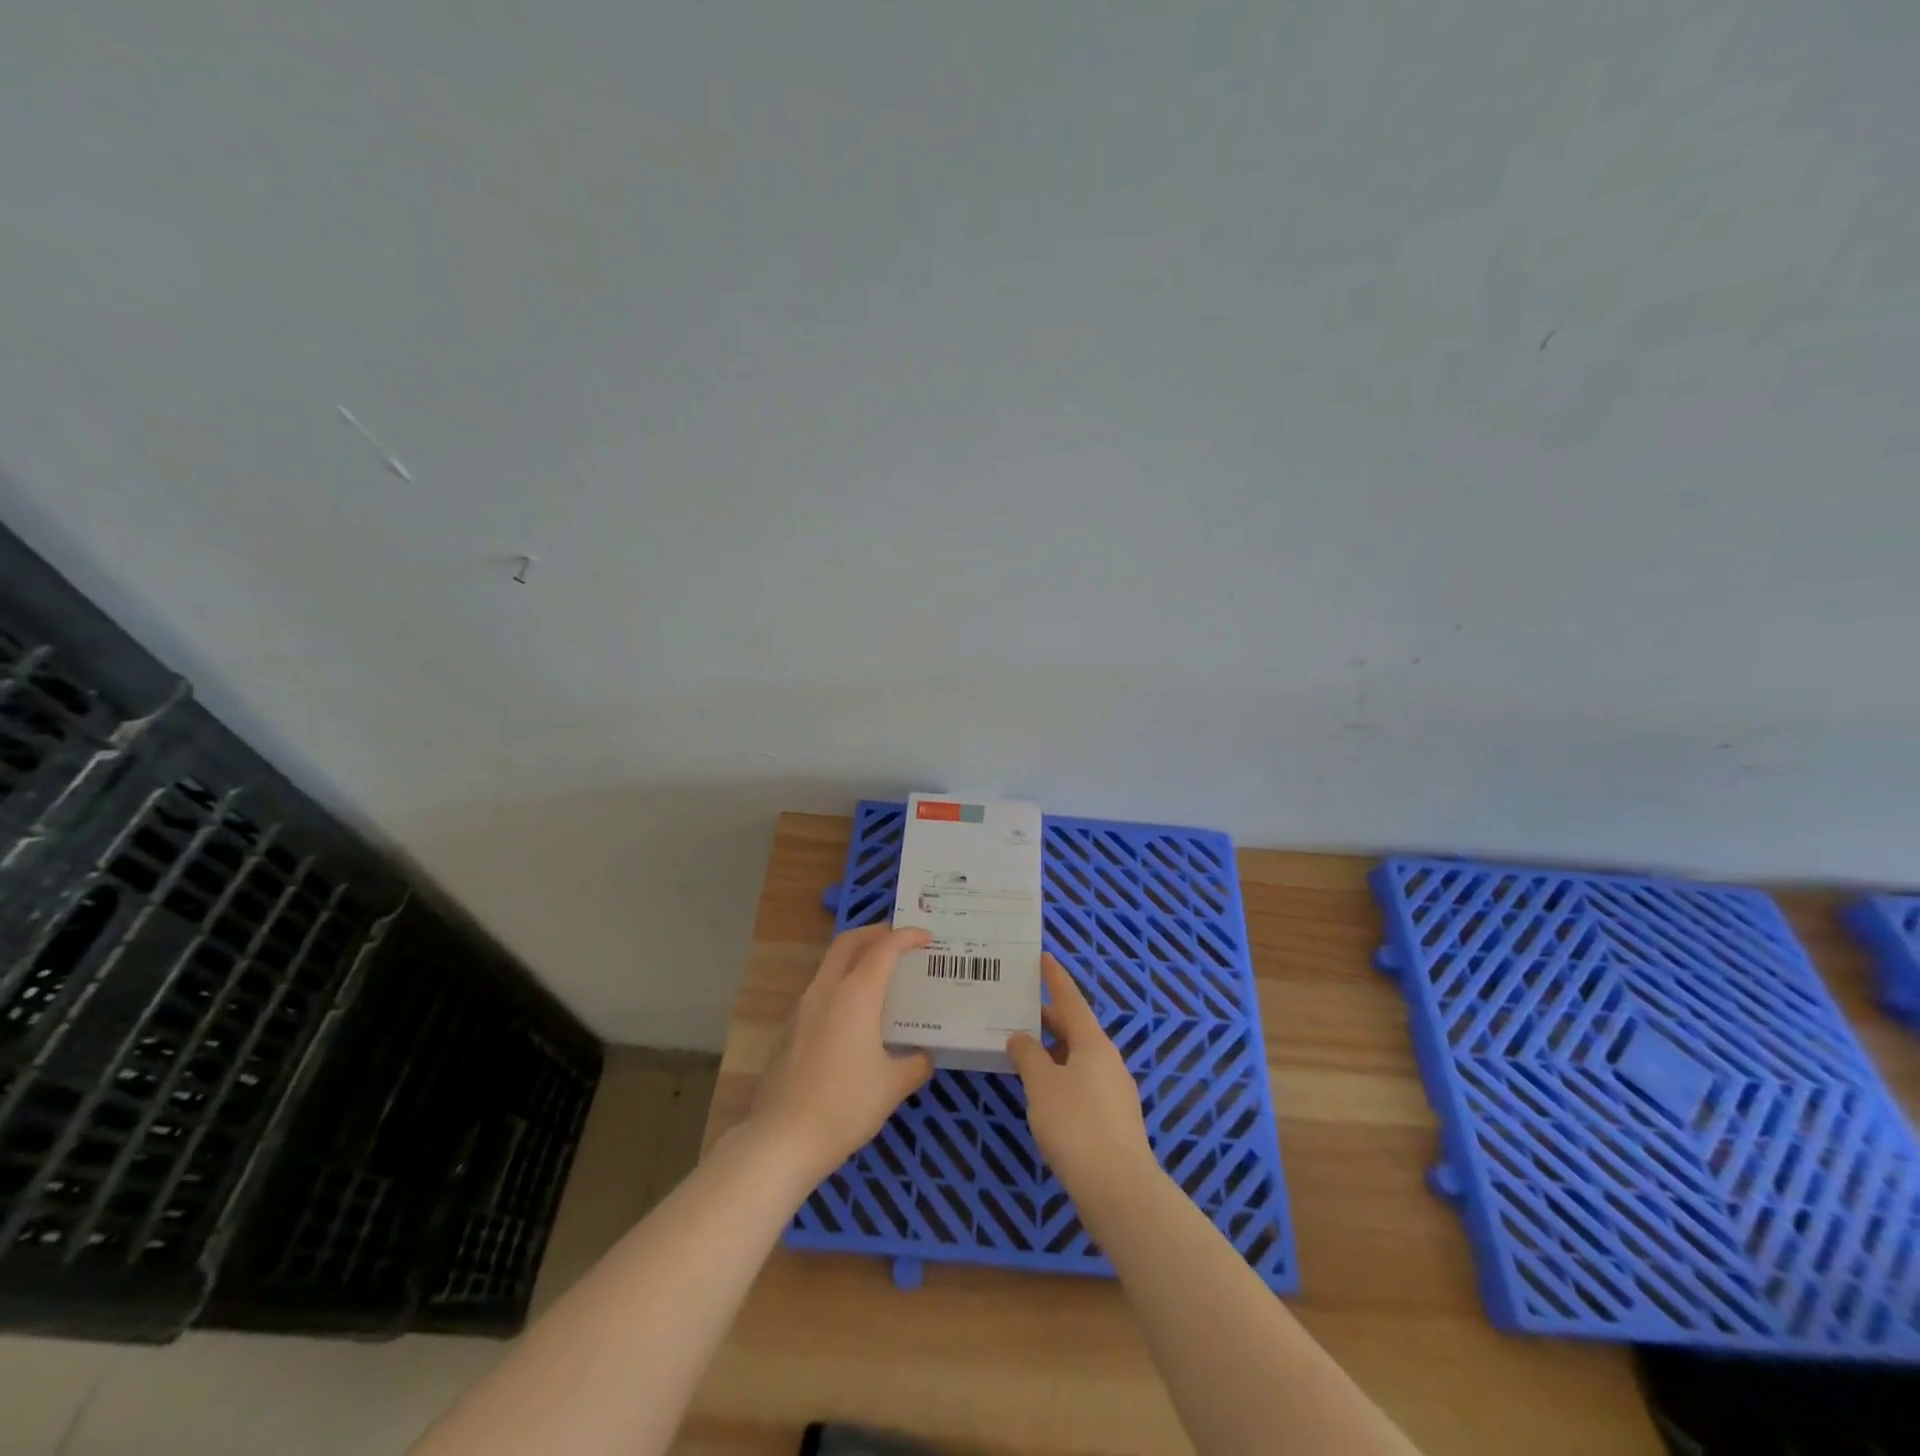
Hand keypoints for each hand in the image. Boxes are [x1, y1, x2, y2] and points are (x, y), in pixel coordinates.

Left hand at [750, 925, 934, 1183]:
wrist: (782, 1140)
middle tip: (899, 940)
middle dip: (876, 932)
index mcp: (856, 995)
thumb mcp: (892, 1087)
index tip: (926, 937)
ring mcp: (802, 1007)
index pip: (884, 948)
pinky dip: (840, 983)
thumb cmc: (845, 1107)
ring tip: (879, 973)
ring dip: (855, 957)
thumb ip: (915, 1064)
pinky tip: (852, 1014)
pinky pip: (819, 990)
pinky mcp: (788, 1028)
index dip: (907, 936)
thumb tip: (923, 1056)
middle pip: (849, 942)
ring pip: (830, 964)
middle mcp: (827, 990)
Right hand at [1006, 955, 1156, 1212]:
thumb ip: (1028, 1056)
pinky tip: (1043, 1092)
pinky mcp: (1113, 1120)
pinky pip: (1083, 1082)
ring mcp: (1114, 1091)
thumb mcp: (1042, 1085)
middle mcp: (1108, 1060)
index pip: (1071, 1000)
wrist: (1119, 1189)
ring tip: (1023, 1051)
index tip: (1044, 958)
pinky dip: (1061, 1076)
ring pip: (1078, 1058)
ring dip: (1053, 1050)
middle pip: (1076, 1029)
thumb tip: (1020, 1037)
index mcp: (1093, 1043)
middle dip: (1048, 1018)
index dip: (1055, 979)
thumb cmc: (1076, 1125)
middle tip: (1018, 1009)